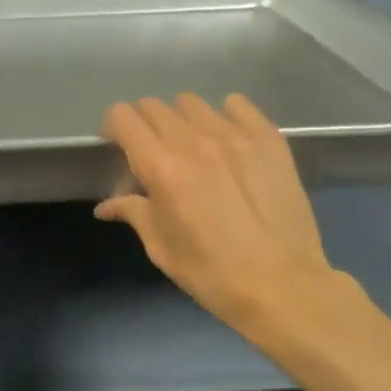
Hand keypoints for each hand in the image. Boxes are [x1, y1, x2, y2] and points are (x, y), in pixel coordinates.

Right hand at [97, 94, 349, 348]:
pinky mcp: (267, 138)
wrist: (284, 287)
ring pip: (191, 103)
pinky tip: (228, 140)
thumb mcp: (161, 248)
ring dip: (182, 120)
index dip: (114, 127)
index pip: (122, 116)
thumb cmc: (212, 274)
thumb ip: (133, 212)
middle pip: (153, 105)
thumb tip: (107, 205)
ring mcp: (234, 135)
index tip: (119, 145)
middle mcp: (194, 140)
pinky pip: (237, 104)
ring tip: (193, 146)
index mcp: (161, 167)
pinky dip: (225, 115)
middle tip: (154, 151)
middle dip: (145, 124)